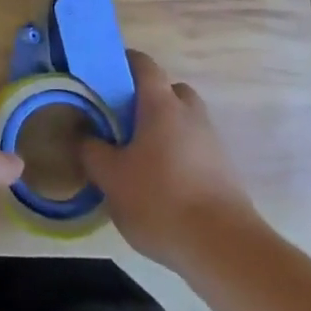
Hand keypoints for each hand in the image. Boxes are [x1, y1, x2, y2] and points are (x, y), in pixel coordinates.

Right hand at [79, 49, 259, 270]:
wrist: (223, 249)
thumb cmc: (160, 200)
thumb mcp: (111, 177)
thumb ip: (92, 151)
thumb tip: (84, 134)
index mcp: (161, 104)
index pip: (143, 64)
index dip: (124, 62)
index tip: (104, 73)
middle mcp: (191, 114)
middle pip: (170, 90)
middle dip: (148, 99)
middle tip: (124, 119)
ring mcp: (213, 143)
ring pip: (185, 121)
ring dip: (166, 130)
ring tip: (141, 156)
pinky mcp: (226, 172)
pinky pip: (196, 149)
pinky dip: (180, 155)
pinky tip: (163, 183)